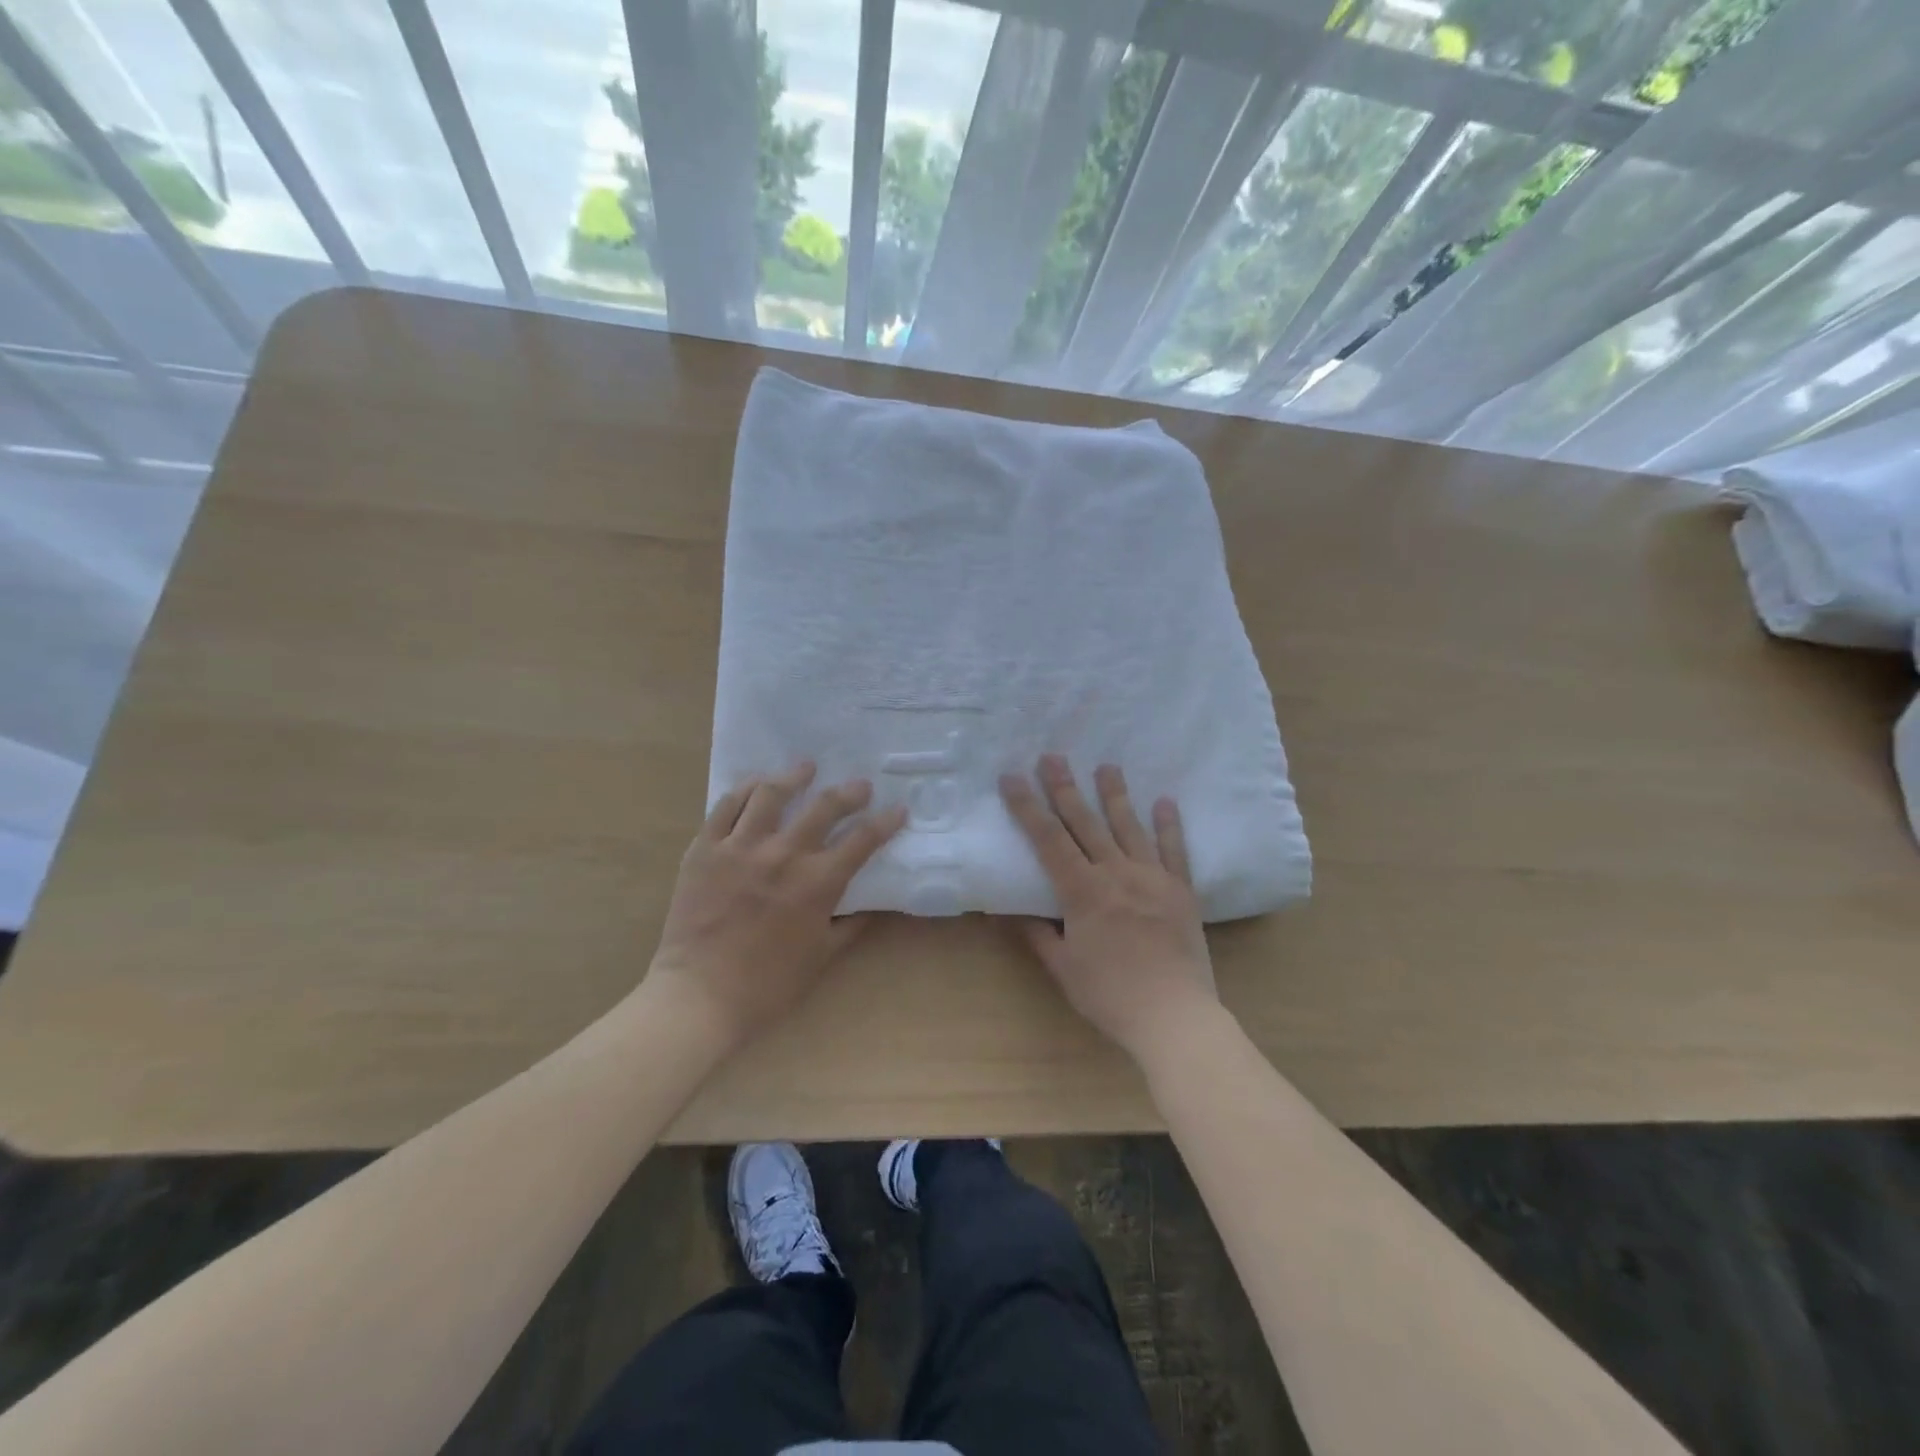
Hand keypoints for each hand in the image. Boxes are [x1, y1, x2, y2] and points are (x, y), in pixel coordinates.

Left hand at [646, 762, 906, 1051]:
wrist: (699, 996)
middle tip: (860, 786)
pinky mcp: (705, 848)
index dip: (886, 822)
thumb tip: (872, 905)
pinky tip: (758, 783)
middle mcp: (783, 855)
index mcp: (817, 883)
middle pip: (824, 807)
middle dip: (849, 792)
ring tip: (805, 767)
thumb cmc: (768, 984)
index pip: (863, 840)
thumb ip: (851, 925)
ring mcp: (740, 847)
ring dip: (794, 776)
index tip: (898, 810)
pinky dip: (745, 789)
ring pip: (771, 794)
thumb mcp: (822, 956)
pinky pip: (726, 806)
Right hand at [1001, 756, 1217, 1061]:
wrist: (1174, 1016)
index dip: (1027, 807)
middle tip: (1052, 756)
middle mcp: (1116, 874)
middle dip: (1065, 788)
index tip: (1012, 778)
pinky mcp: (1181, 891)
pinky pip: (1174, 851)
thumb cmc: (1111, 996)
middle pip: (1085, 823)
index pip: (1048, 840)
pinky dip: (1169, 825)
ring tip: (1107, 765)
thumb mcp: (1064, 969)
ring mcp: (1152, 878)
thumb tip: (1019, 913)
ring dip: (1115, 795)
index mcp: (1083, 892)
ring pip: (1129, 827)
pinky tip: (1165, 801)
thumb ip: (1040, 936)